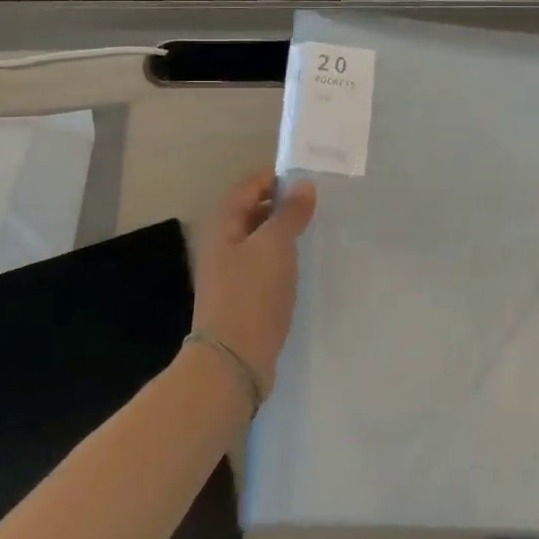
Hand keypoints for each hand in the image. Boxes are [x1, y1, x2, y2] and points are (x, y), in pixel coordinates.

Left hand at [191, 169, 316, 399]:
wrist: (234, 360)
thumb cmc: (252, 294)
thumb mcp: (275, 245)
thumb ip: (290, 213)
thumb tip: (303, 185)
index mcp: (223, 227)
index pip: (246, 188)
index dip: (273, 179)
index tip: (306, 179)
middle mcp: (222, 246)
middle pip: (251, 213)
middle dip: (281, 205)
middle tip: (316, 204)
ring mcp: (230, 275)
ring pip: (259, 241)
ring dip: (283, 233)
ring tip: (315, 231)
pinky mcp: (243, 298)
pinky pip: (264, 266)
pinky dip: (282, 259)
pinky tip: (303, 266)